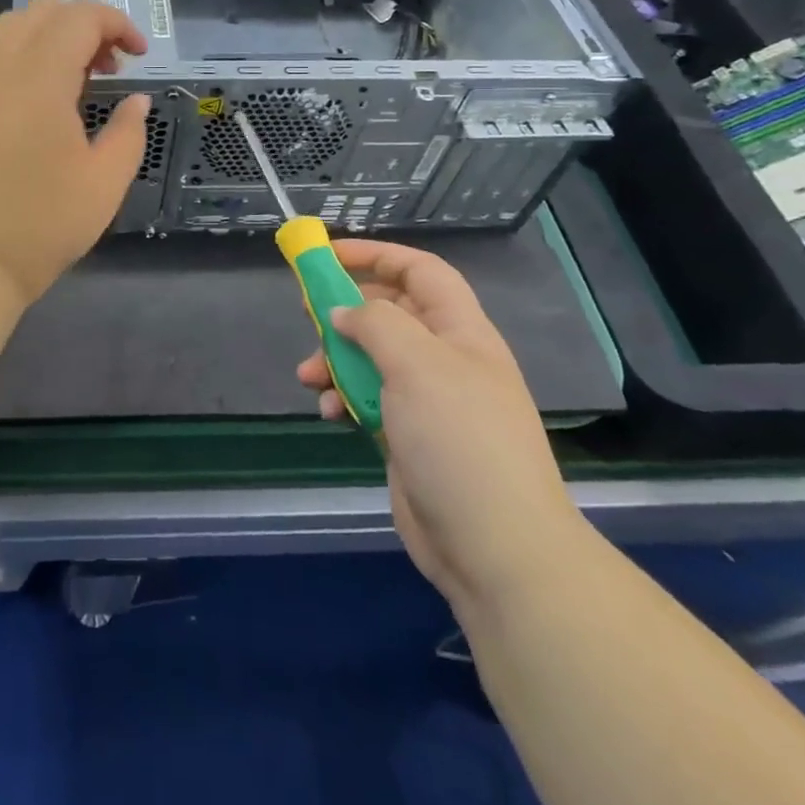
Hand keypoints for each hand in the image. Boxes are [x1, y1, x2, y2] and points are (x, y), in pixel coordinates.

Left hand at [0, 0, 150, 305]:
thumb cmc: (42, 224)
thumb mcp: (105, 182)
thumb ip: (129, 132)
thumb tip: (136, 100)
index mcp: (40, 77)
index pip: (80, 17)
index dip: (117, 23)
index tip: (139, 56)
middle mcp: (1, 66)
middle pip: (44, 10)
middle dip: (86, 24)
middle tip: (111, 66)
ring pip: (12, 24)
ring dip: (52, 33)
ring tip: (78, 75)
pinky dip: (24, 50)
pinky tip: (42, 93)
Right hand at [297, 240, 586, 611]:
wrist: (495, 548)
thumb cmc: (458, 439)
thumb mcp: (416, 364)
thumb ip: (374, 324)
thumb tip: (343, 312)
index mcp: (460, 331)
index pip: (420, 272)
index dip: (376, 255)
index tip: (327, 256)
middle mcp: (445, 360)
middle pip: (389, 313)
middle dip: (345, 310)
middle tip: (309, 315)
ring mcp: (427, 401)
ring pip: (371, 358)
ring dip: (335, 359)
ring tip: (309, 375)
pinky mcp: (408, 437)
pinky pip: (367, 400)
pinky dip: (343, 397)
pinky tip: (327, 411)